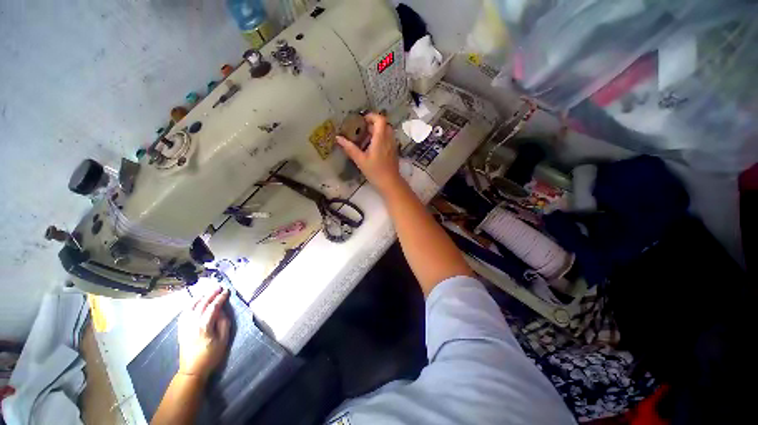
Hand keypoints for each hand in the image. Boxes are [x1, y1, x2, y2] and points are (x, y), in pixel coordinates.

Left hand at [177, 287, 230, 380]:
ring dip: (200, 297)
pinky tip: (195, 302)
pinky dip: (190, 304)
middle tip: (218, 286)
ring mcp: (185, 325)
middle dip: (210, 294)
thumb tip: (222, 311)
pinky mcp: (181, 328)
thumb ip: (224, 323)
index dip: (220, 298)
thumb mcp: (223, 339)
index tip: (227, 291)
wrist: (192, 369)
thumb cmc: (211, 355)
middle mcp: (193, 323)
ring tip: (208, 292)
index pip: (213, 307)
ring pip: (191, 306)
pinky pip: (184, 312)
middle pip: (202, 304)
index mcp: (204, 326)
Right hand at [337, 113, 403, 195]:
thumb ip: (350, 148)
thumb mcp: (360, 160)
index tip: (362, 120)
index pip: (380, 119)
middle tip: (362, 130)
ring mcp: (393, 145)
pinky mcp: (394, 150)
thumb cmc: (375, 172)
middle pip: (383, 124)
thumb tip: (338, 138)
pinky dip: (381, 138)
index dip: (371, 116)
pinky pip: (388, 138)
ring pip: (386, 131)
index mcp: (381, 139)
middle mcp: (389, 139)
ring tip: (366, 139)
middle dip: (373, 124)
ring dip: (377, 131)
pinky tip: (372, 147)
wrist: (390, 183)